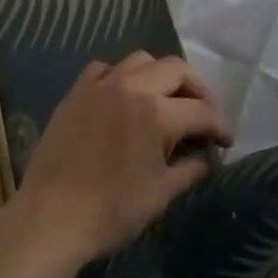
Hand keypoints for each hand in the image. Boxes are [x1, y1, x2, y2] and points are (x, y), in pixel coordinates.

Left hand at [12, 52, 230, 264]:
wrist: (50, 218)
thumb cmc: (110, 212)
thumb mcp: (159, 195)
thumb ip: (189, 168)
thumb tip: (207, 156)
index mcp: (157, 112)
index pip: (201, 110)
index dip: (219, 125)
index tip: (226, 140)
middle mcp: (133, 85)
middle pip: (177, 68)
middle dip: (197, 89)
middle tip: (203, 114)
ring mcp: (102, 83)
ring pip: (142, 60)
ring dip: (161, 75)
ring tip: (166, 99)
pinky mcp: (78, 90)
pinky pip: (106, 68)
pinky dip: (122, 76)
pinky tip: (123, 96)